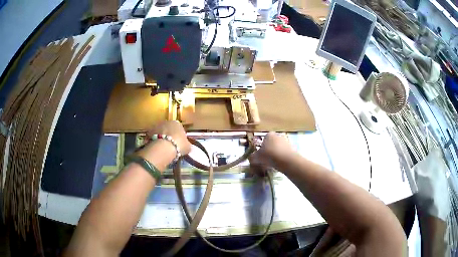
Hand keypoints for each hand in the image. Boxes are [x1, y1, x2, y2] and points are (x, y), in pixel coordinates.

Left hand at [146, 121, 191, 154]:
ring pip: (160, 132)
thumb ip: (187, 145)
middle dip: (169, 135)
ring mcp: (157, 125)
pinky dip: (154, 140)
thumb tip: (188, 146)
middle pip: (168, 128)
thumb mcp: (188, 147)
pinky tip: (156, 147)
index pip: (179, 128)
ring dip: (161, 137)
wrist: (164, 148)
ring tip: (162, 147)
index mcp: (177, 123)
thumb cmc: (179, 145)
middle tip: (170, 145)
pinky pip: (153, 136)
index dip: (178, 136)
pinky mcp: (149, 131)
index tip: (178, 143)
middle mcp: (167, 121)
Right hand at [249, 132, 294, 171]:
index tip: (260, 157)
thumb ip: (252, 157)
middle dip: (269, 152)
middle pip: (271, 144)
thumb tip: (251, 158)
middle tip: (266, 161)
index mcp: (269, 134)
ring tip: (273, 164)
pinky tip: (280, 165)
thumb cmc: (269, 155)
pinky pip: (284, 153)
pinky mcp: (293, 148)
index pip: (263, 140)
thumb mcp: (256, 157)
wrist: (286, 160)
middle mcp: (278, 135)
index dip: (261, 149)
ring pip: (278, 149)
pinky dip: (282, 158)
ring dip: (275, 155)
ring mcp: (287, 141)